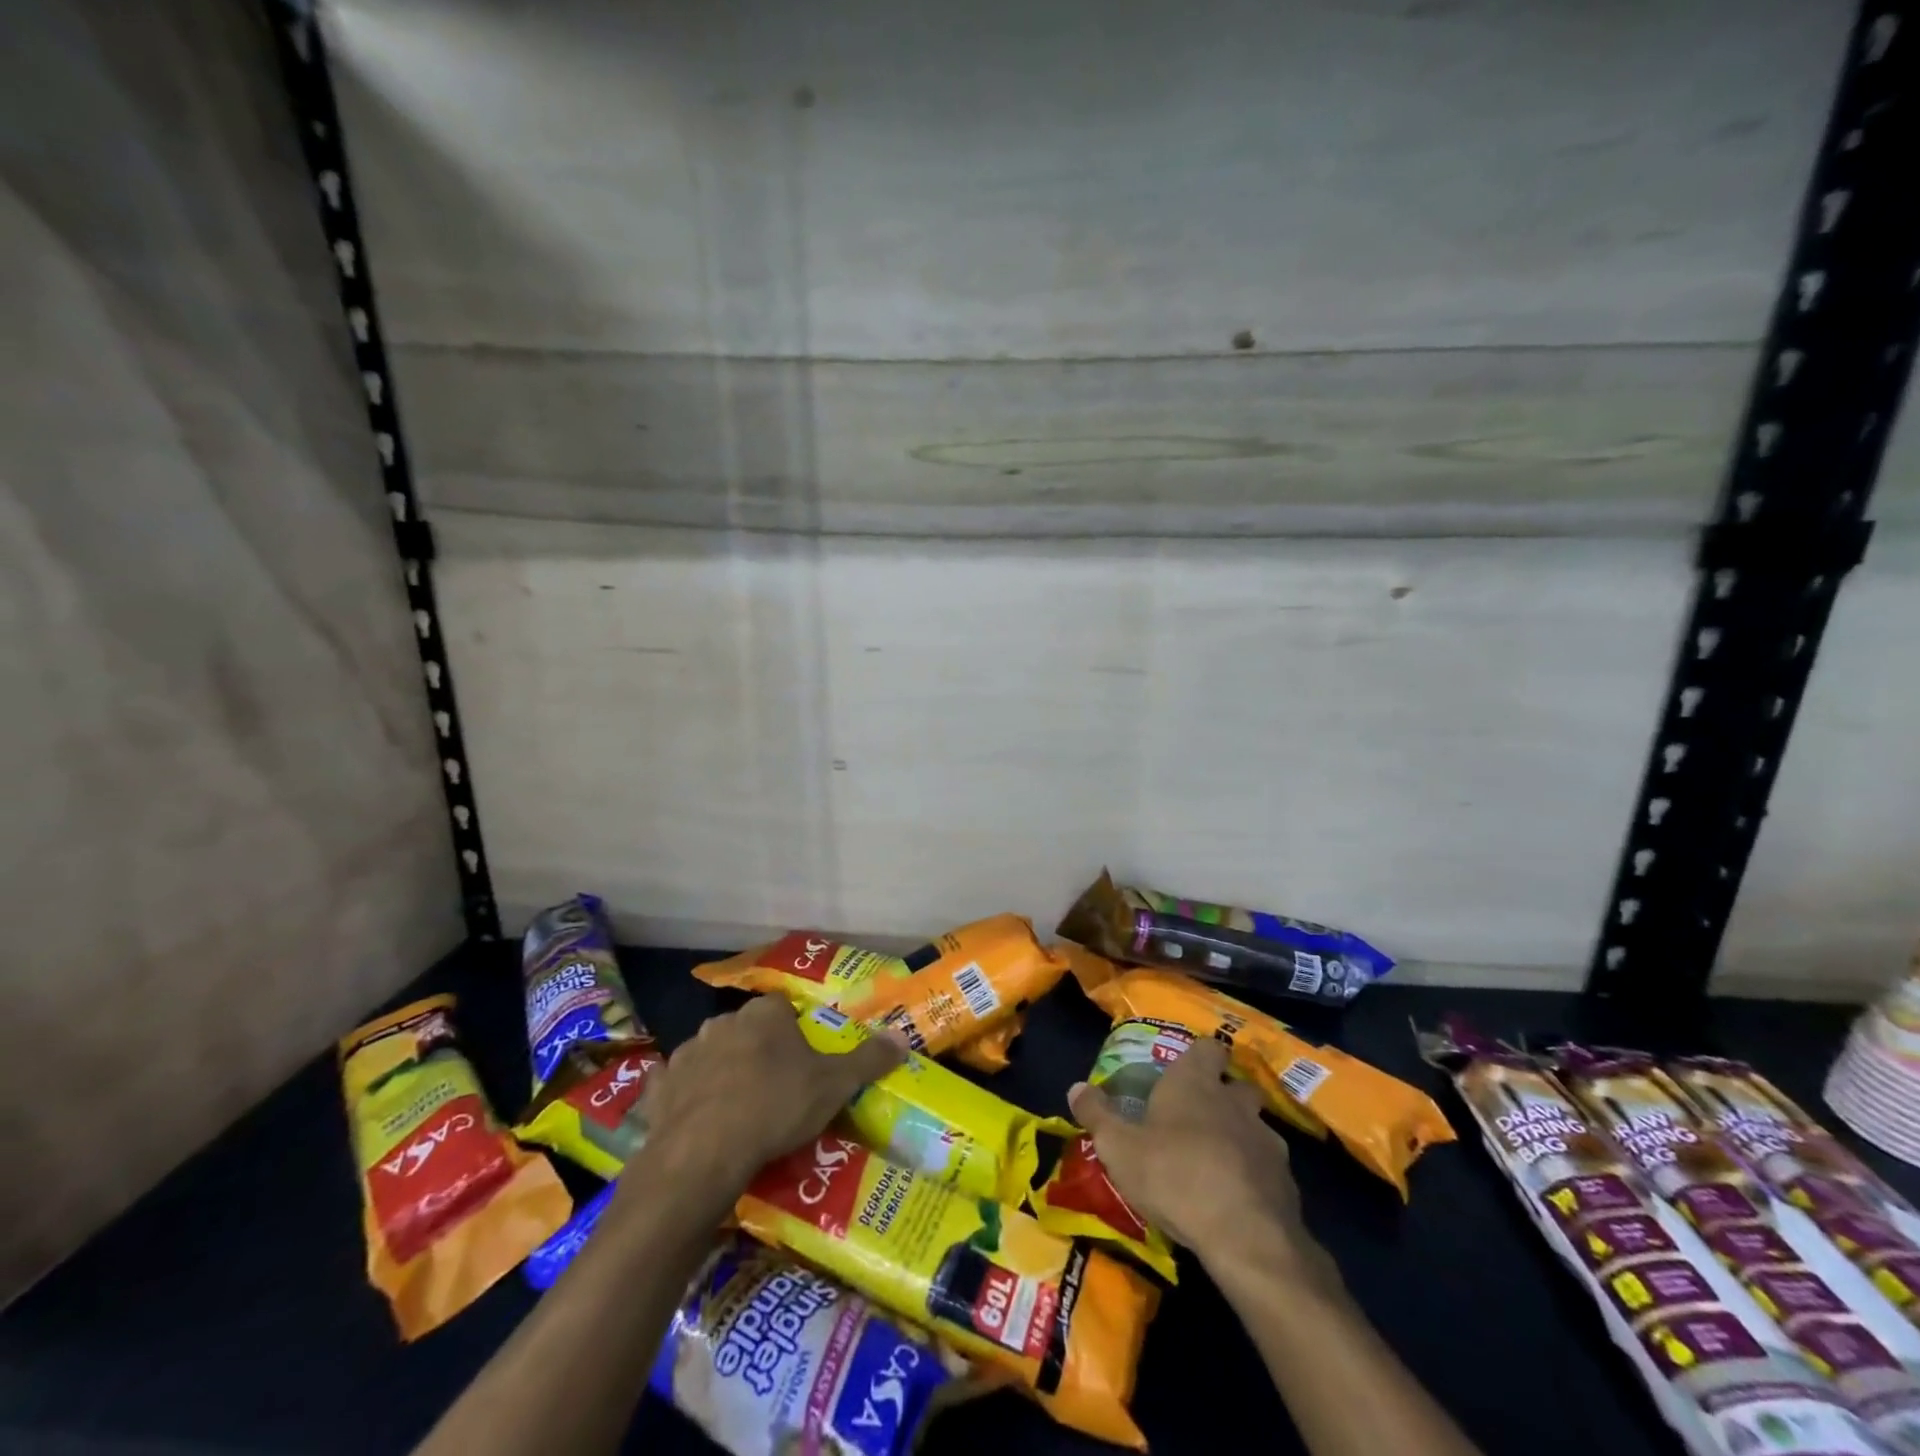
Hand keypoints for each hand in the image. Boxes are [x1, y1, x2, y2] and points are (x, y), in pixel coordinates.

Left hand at [622, 996, 903, 1208]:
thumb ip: (868, 1059)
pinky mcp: (659, 1088)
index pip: (783, 1007)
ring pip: (711, 1053)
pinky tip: (696, 1116)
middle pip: (747, 1028)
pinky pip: (676, 1084)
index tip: (805, 1058)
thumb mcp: (834, 1085)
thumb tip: (902, 1038)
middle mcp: (723, 1022)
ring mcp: (687, 1053)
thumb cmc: (775, 1106)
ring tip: (740, 1106)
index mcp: (764, 1015)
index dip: (795, 1029)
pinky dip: (685, 1094)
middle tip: (777, 1084)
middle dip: (759, 1048)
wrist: (704, 1154)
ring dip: (723, 1069)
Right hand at [1070, 1038, 1327, 1281]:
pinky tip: (1236, 1197)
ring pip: (1256, 1126)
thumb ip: (1097, 1115)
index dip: (1199, 1055)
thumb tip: (1076, 1087)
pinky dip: (1255, 1175)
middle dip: (1225, 1094)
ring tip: (1217, 1160)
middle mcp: (1234, 1101)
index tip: (1186, 1069)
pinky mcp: (1286, 1181)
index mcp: (1194, 1083)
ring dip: (1241, 1136)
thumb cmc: (1174, 1176)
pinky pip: (1268, 1167)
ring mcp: (1266, 1140)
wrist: (1246, 1237)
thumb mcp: (1119, 1147)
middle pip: (1238, 1083)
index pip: (1207, 1047)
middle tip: (1200, 1115)